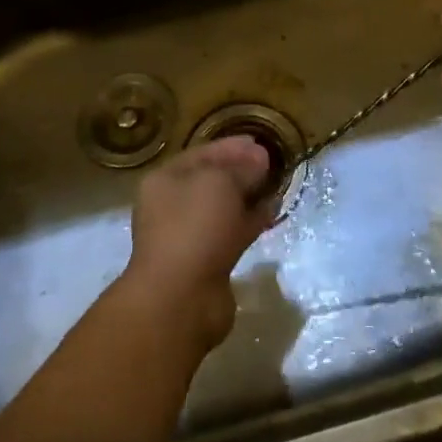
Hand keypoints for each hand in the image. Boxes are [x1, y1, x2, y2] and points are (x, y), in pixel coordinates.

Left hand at [119, 137, 273, 353]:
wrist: (180, 298)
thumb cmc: (194, 226)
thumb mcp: (221, 182)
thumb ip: (242, 167)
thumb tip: (259, 159)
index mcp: (165, 180)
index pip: (202, 153)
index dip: (232, 146)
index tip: (259, 143)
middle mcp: (172, 205)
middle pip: (212, 180)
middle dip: (241, 171)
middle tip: (271, 164)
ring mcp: (188, 235)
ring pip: (223, 208)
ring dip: (248, 196)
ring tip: (276, 185)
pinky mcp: (206, 261)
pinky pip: (231, 232)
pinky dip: (250, 221)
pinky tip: (272, 212)